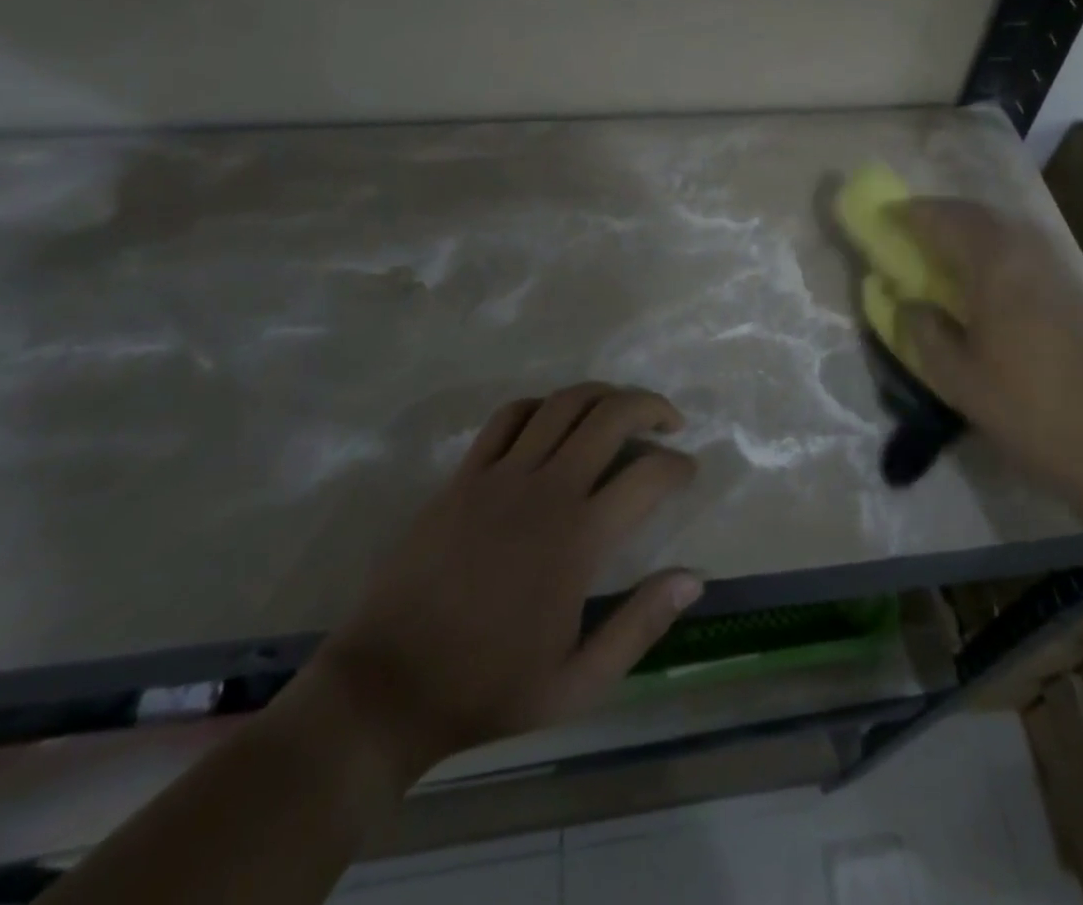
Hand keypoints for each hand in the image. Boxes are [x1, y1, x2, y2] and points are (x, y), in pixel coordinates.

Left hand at [300, 383, 701, 783]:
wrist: (388, 687)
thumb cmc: (488, 688)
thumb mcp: (578, 682)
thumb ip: (641, 625)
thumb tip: (694, 577)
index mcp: (579, 538)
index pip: (648, 474)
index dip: (679, 465)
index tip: (688, 472)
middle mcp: (545, 490)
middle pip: (611, 416)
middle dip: (651, 407)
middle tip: (670, 422)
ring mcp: (500, 476)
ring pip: (563, 404)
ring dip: (603, 395)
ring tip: (621, 410)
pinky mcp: (464, 476)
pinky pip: (509, 417)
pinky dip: (542, 405)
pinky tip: (555, 419)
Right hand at [895, 199, 1082, 498]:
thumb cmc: (1022, 407)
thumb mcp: (954, 376)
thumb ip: (924, 331)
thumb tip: (909, 303)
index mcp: (994, 268)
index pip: (946, 222)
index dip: (912, 214)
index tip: (884, 215)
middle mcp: (1026, 254)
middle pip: (978, 214)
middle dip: (941, 212)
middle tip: (911, 222)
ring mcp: (1054, 269)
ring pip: (1005, 226)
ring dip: (969, 224)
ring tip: (942, 241)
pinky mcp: (1071, 289)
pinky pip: (1022, 246)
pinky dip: (993, 243)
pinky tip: (981, 269)